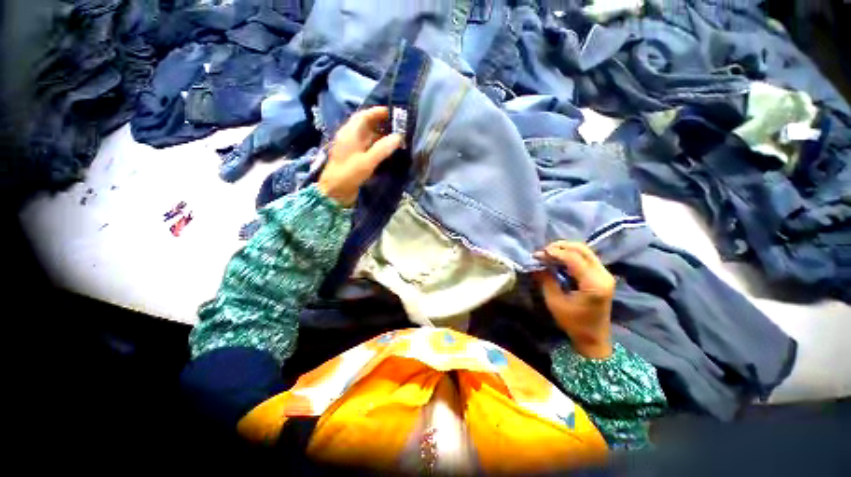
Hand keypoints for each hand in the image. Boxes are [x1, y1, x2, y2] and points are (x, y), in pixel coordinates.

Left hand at [317, 106, 402, 205]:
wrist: (334, 192)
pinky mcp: (356, 158)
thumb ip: (382, 149)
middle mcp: (351, 137)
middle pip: (367, 125)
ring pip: (369, 137)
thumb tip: (398, 137)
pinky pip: (369, 148)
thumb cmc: (348, 174)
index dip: (378, 112)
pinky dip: (379, 146)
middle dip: (383, 124)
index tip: (394, 112)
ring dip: (382, 136)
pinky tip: (389, 150)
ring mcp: (353, 148)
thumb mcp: (366, 161)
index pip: (364, 116)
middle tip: (400, 126)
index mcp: (350, 133)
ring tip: (398, 137)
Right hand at [534, 242, 615, 358]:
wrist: (594, 337)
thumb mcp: (555, 301)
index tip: (539, 254)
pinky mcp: (603, 275)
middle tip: (544, 251)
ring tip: (549, 253)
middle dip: (561, 246)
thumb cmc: (573, 322)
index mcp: (593, 284)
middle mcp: (603, 275)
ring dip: (566, 249)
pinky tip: (559, 259)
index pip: (573, 258)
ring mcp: (605, 274)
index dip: (555, 252)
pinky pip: (586, 257)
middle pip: (582, 249)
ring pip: (585, 251)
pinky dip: (571, 254)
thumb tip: (538, 263)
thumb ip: (546, 279)